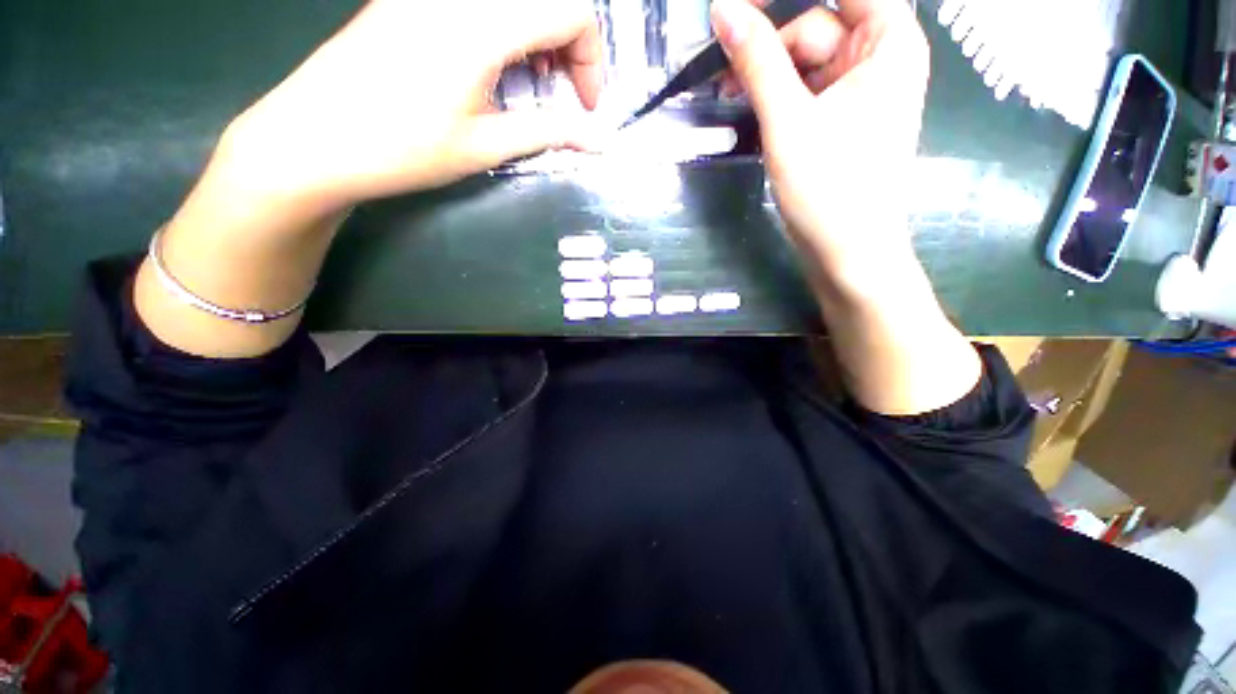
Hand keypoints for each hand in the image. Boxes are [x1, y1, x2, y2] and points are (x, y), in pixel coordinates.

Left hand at [216, 0, 604, 212]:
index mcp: (480, 23)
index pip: (569, 12)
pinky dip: (506, 29)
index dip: (591, 60)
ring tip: (532, 84)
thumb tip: (598, 141)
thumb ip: (548, 133)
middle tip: (563, 94)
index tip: (585, 107)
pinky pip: (479, 1)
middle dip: (569, 46)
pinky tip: (496, 66)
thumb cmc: (403, 148)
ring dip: (538, 35)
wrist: (313, 139)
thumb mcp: (485, 147)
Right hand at [711, 0, 928, 296]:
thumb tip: (724, 10)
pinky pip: (804, 91)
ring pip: (804, 62)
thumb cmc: (828, 187)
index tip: (739, 7)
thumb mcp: (788, 120)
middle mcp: (878, 58)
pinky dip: (776, 97)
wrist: (846, 251)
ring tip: (727, 94)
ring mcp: (858, 92)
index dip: (784, 0)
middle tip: (720, 68)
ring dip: (765, 74)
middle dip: (767, 45)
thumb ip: (758, 61)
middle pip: (815, 27)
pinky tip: (748, 108)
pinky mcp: (839, 120)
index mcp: (887, 42)